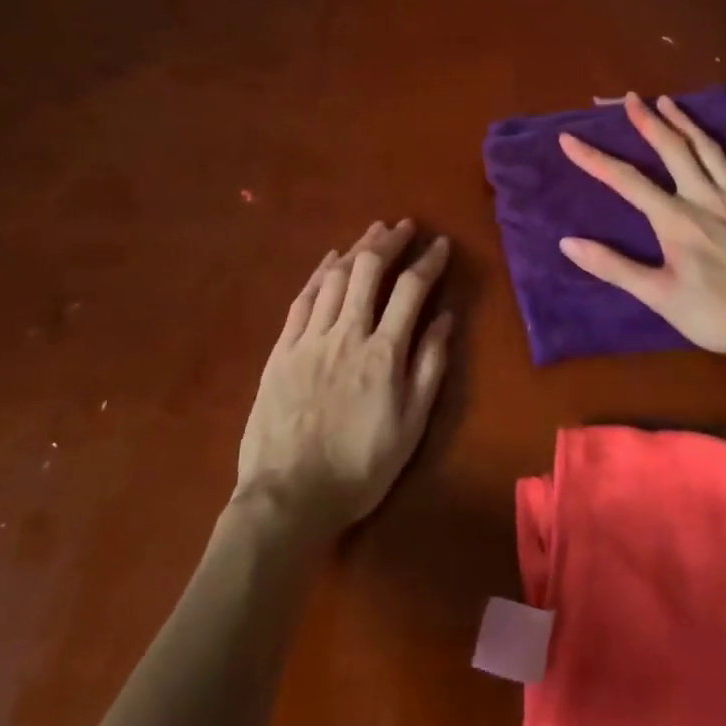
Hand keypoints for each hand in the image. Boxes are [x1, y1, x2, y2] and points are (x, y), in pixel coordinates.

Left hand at [235, 220, 453, 542]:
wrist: (287, 498)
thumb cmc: (358, 468)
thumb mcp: (410, 427)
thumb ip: (428, 368)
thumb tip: (444, 319)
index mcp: (383, 353)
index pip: (411, 289)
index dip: (428, 261)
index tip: (440, 244)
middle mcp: (347, 333)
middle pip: (368, 270)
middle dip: (389, 241)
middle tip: (404, 227)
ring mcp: (309, 339)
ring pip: (334, 277)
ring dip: (357, 249)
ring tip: (373, 233)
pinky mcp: (281, 350)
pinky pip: (302, 299)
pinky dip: (319, 273)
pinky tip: (330, 259)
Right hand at [558, 93, 725, 367]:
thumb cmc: (716, 313)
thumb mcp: (658, 296)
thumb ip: (614, 267)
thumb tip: (568, 243)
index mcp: (675, 218)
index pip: (626, 180)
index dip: (594, 159)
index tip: (569, 139)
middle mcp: (705, 197)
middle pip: (673, 150)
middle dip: (649, 122)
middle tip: (632, 98)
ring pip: (711, 149)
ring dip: (687, 123)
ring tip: (669, 101)